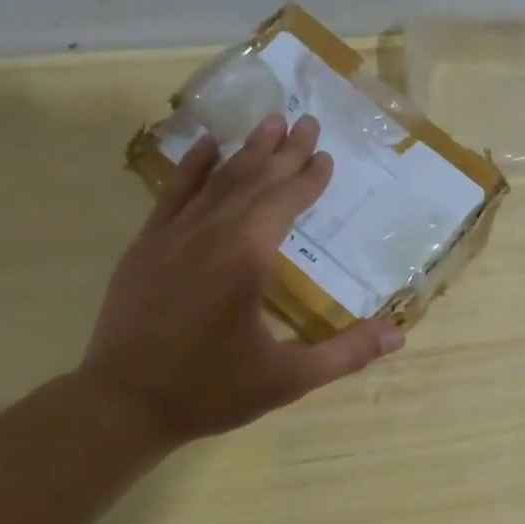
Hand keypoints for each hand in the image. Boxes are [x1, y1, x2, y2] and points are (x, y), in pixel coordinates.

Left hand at [78, 112, 404, 443]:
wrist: (125, 404)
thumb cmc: (212, 391)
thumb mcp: (289, 379)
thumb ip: (346, 353)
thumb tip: (398, 336)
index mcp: (247, 258)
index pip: (284, 202)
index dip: (307, 178)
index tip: (325, 154)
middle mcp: (210, 234)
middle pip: (254, 180)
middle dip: (283, 150)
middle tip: (306, 119)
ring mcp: (172, 236)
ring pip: (216, 180)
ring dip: (246, 150)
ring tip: (269, 121)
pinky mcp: (146, 246)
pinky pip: (173, 194)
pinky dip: (193, 167)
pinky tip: (207, 146)